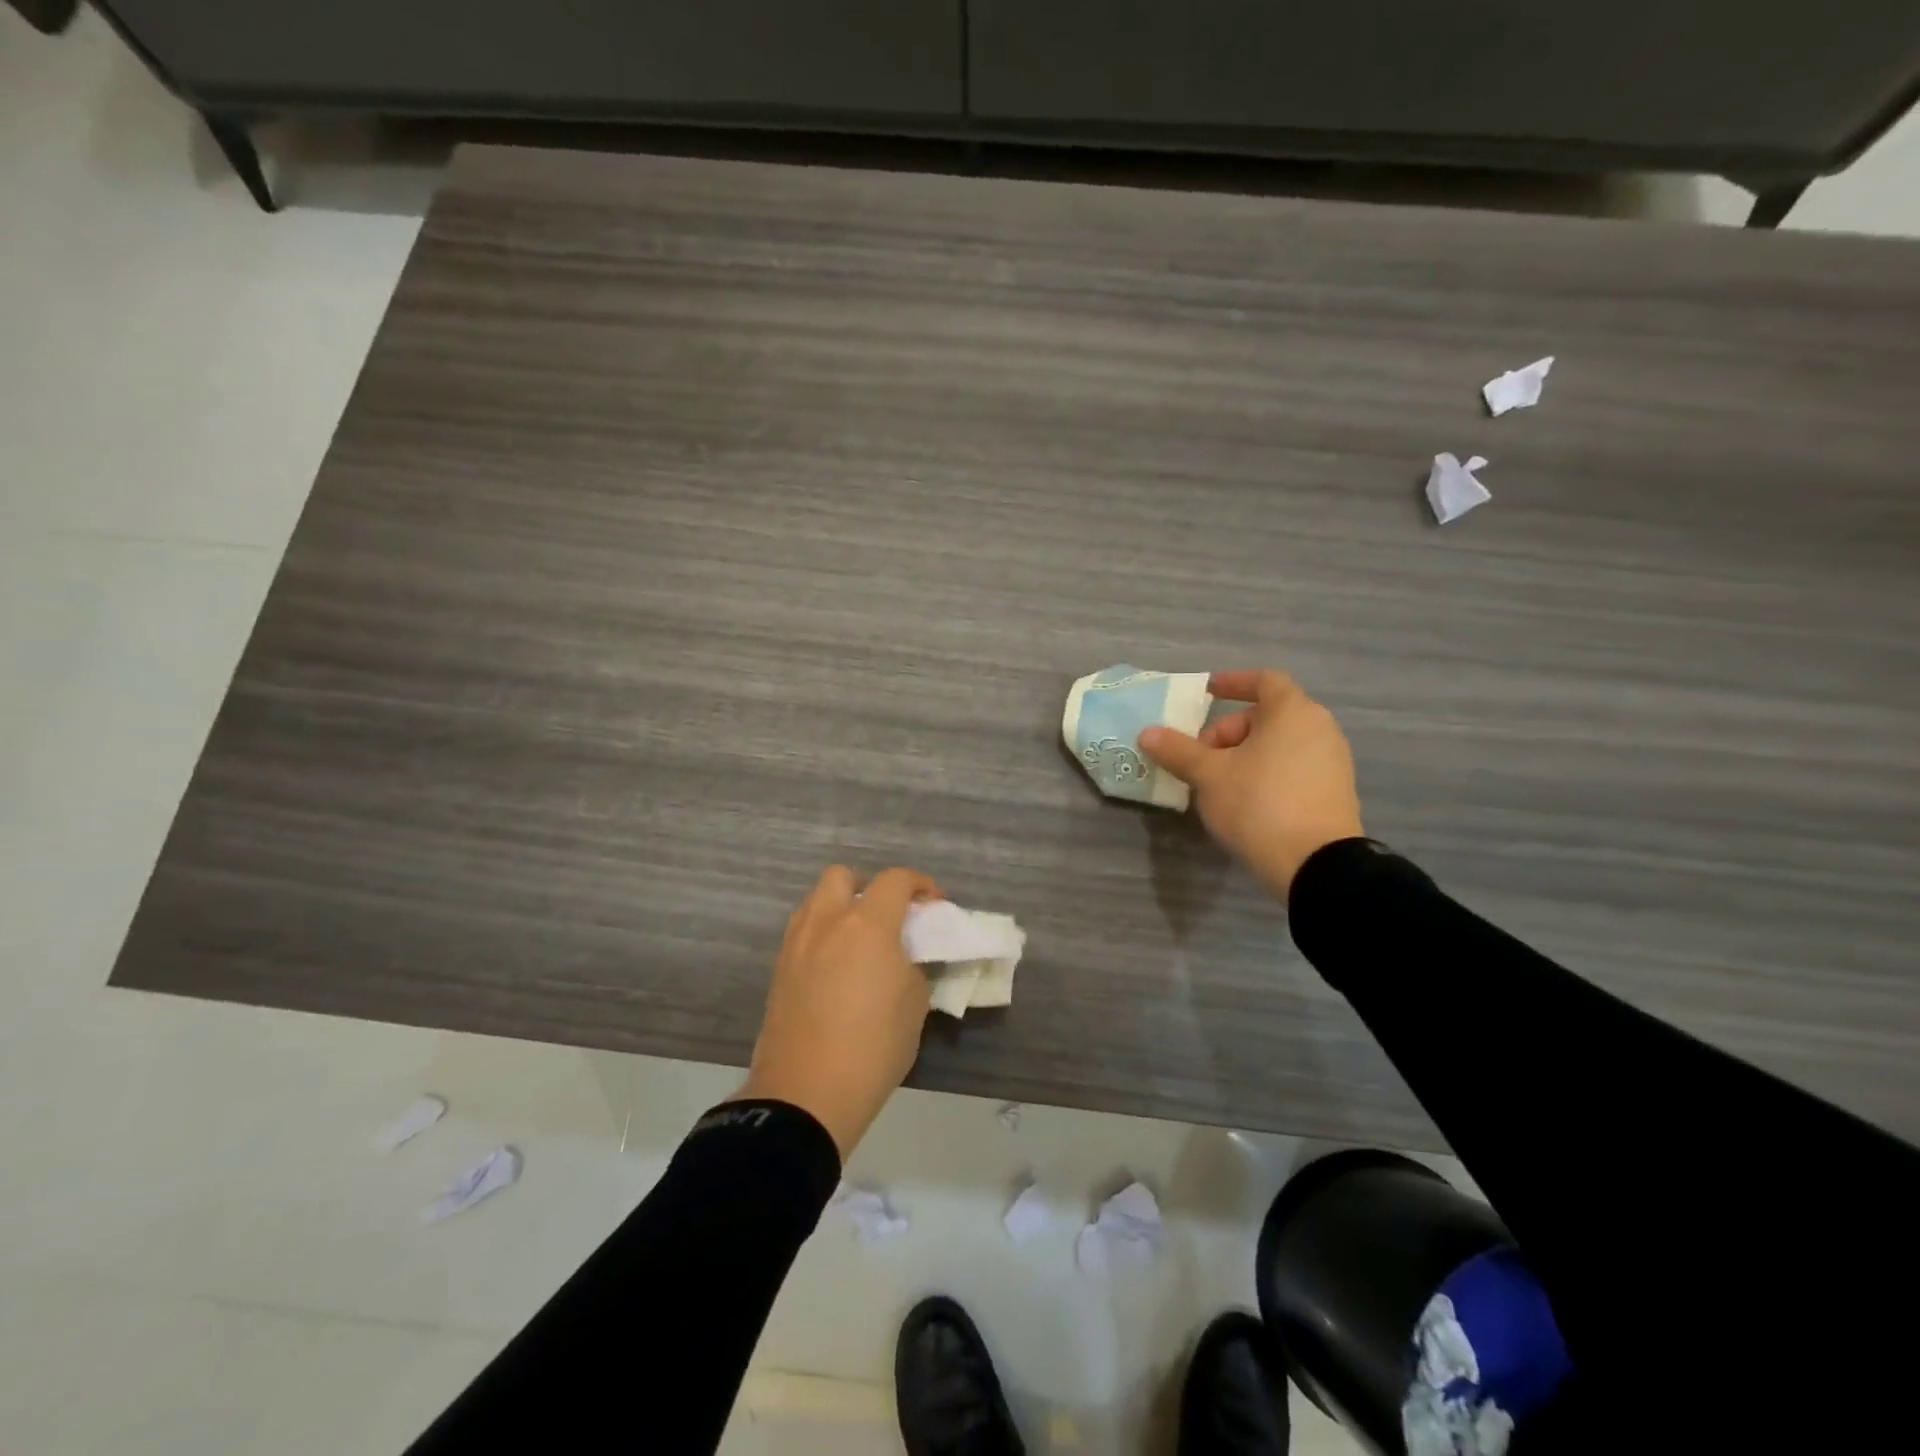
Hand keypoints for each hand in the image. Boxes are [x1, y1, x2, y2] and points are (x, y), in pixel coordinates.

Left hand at [733, 864, 941, 1160]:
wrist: (806, 1095)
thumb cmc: (873, 1047)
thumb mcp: (914, 1005)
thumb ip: (910, 967)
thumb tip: (898, 959)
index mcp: (867, 924)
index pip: (895, 880)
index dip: (920, 884)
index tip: (934, 903)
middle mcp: (826, 922)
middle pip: (842, 876)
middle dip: (868, 886)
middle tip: (888, 916)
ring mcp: (796, 944)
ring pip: (816, 902)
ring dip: (841, 908)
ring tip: (861, 942)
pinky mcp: (778, 970)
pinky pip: (803, 932)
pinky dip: (823, 935)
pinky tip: (837, 967)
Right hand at [1138, 669, 1363, 900]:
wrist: (1317, 866)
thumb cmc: (1259, 804)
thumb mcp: (1209, 776)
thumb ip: (1178, 750)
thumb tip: (1147, 733)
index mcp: (1293, 712)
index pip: (1264, 680)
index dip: (1233, 682)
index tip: (1206, 692)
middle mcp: (1320, 729)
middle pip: (1266, 716)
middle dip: (1227, 732)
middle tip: (1200, 758)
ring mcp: (1332, 762)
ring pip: (1278, 745)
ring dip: (1243, 755)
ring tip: (1215, 783)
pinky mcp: (1335, 792)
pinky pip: (1292, 768)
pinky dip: (1265, 773)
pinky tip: (1243, 802)